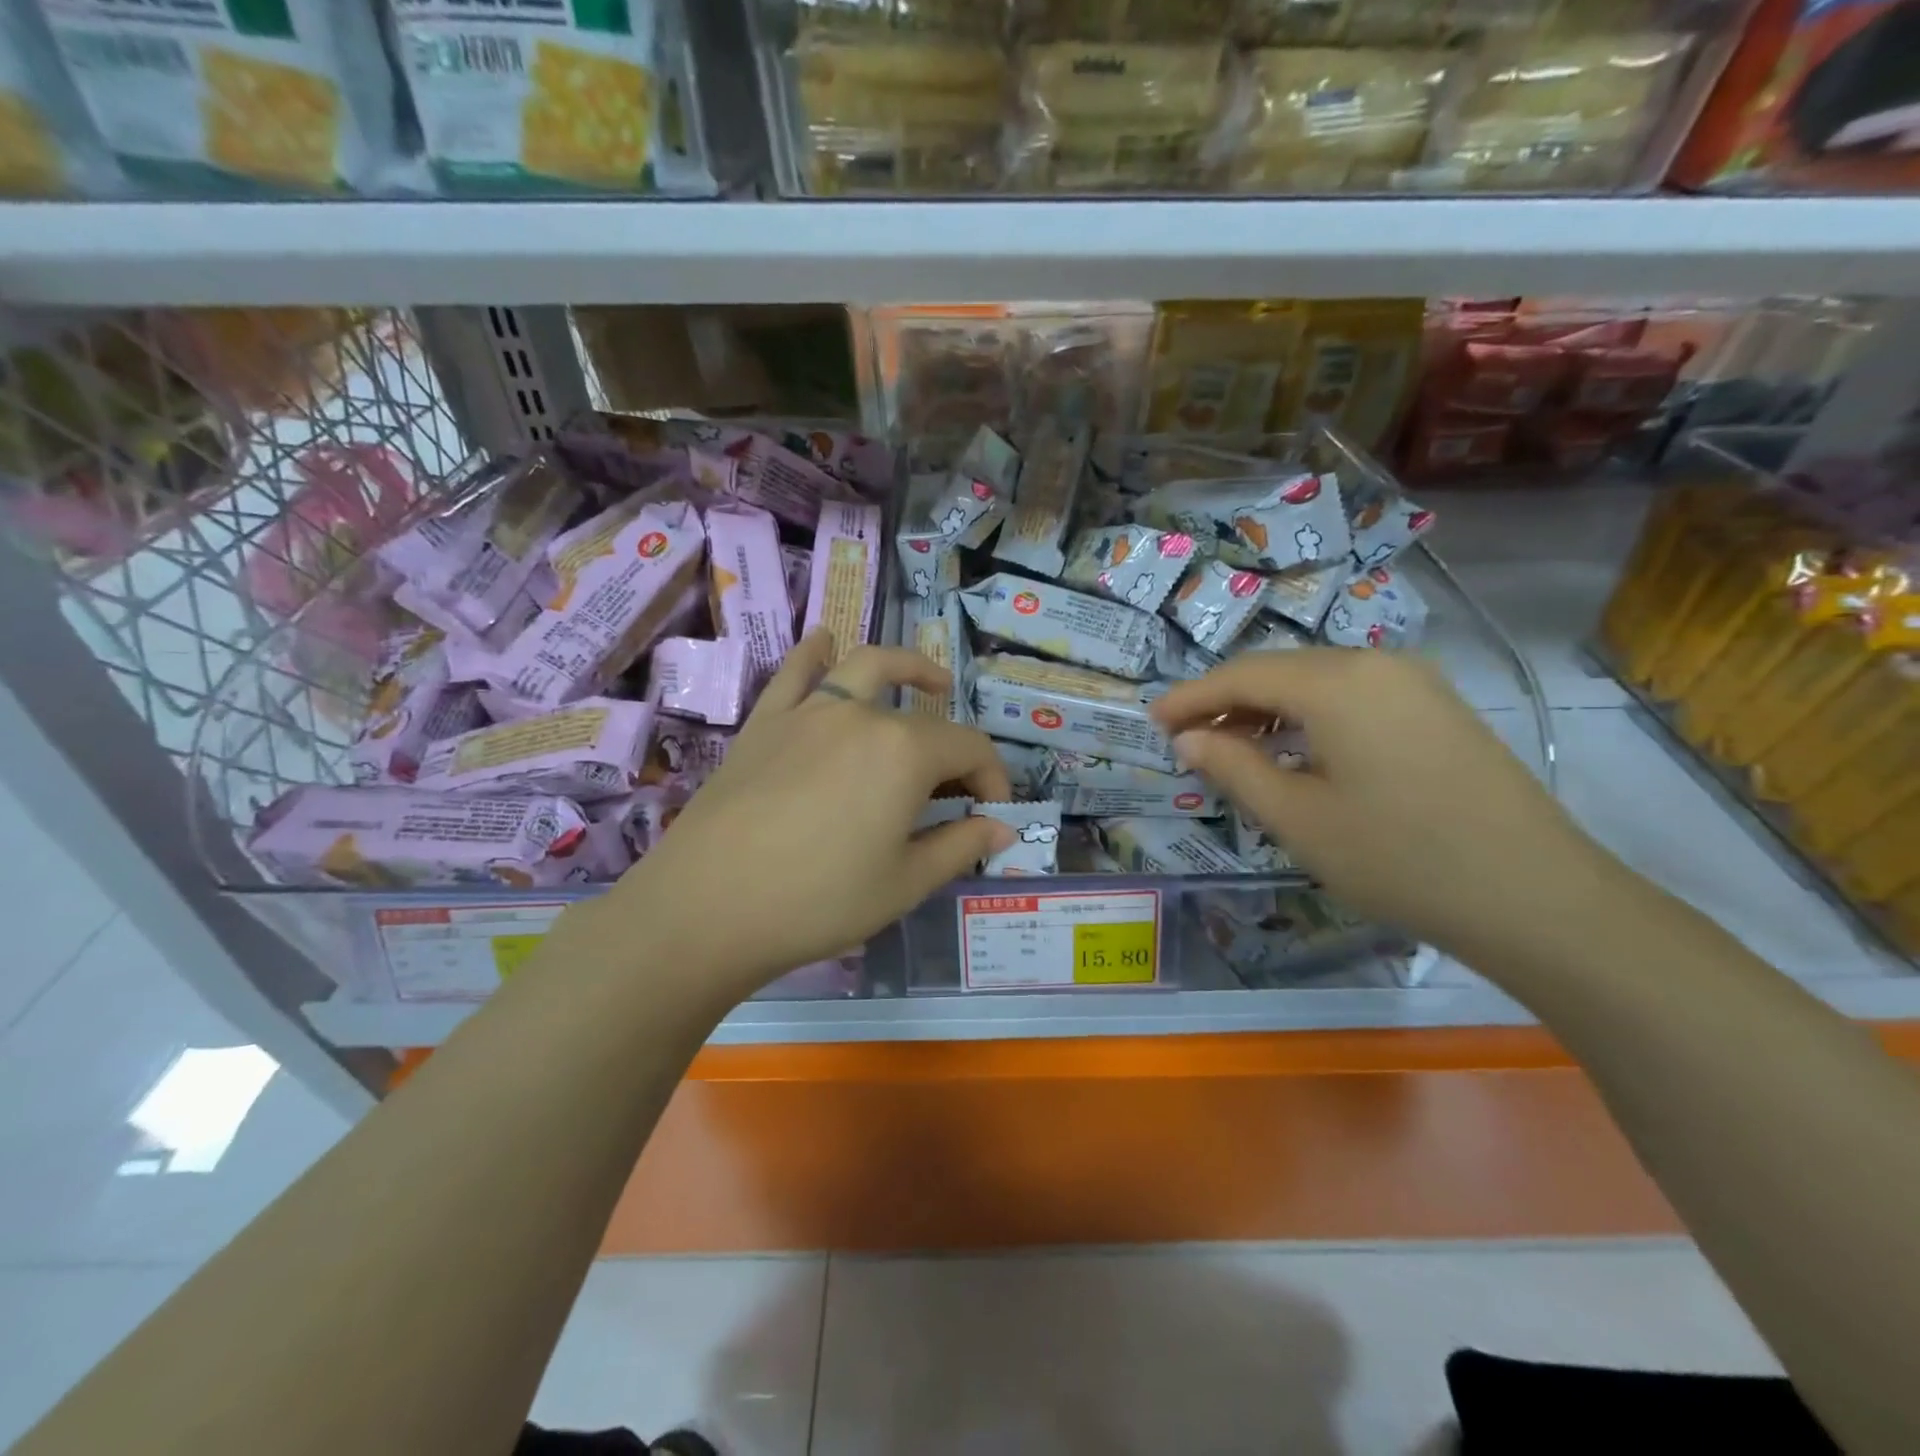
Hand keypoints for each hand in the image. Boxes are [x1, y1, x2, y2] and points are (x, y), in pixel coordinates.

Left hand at [597, 630, 1013, 1000]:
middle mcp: (861, 716)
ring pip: (865, 667)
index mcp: (905, 752)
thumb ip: (960, 846)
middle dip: (954, 752)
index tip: (993, 815)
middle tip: (957, 789)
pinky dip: (815, 653)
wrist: (707, 907)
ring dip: (905, 667)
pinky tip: (824, 642)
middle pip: (924, 719)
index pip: (970, 749)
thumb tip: (1002, 829)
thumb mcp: (904, 883)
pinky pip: (795, 674)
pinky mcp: (765, 723)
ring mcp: (808, 713)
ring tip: (927, 681)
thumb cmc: (819, 900)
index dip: (993, 779)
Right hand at [1152, 650, 1613, 961]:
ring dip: (1267, 708)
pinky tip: (1294, 749)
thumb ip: (1233, 767)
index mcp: (1337, 681)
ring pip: (1316, 681)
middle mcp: (1375, 663)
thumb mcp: (1297, 818)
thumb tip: (1188, 738)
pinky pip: (1353, 696)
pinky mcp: (1437, 708)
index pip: (1241, 676)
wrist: (1537, 897)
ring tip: (1230, 747)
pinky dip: (1309, 716)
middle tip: (1185, 737)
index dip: (1191, 698)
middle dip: (1226, 701)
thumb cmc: (1398, 857)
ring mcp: (1414, 682)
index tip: (1152, 721)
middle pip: (1279, 670)